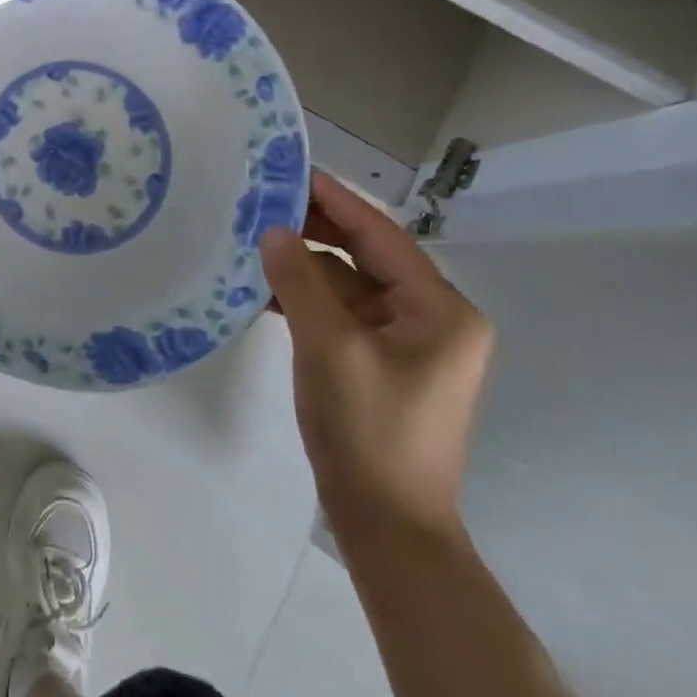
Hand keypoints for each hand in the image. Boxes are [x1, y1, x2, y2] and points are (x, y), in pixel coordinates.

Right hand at [260, 170, 493, 542]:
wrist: (387, 525)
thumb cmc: (368, 430)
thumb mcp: (328, 346)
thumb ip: (299, 280)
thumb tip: (273, 231)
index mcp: (441, 310)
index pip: (381, 235)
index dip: (335, 200)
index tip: (291, 171)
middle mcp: (435, 319)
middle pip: (368, 256)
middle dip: (317, 230)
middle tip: (263, 202)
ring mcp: (410, 345)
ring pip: (352, 286)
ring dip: (307, 266)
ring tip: (255, 240)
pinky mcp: (384, 366)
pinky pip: (345, 315)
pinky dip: (310, 300)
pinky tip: (267, 291)